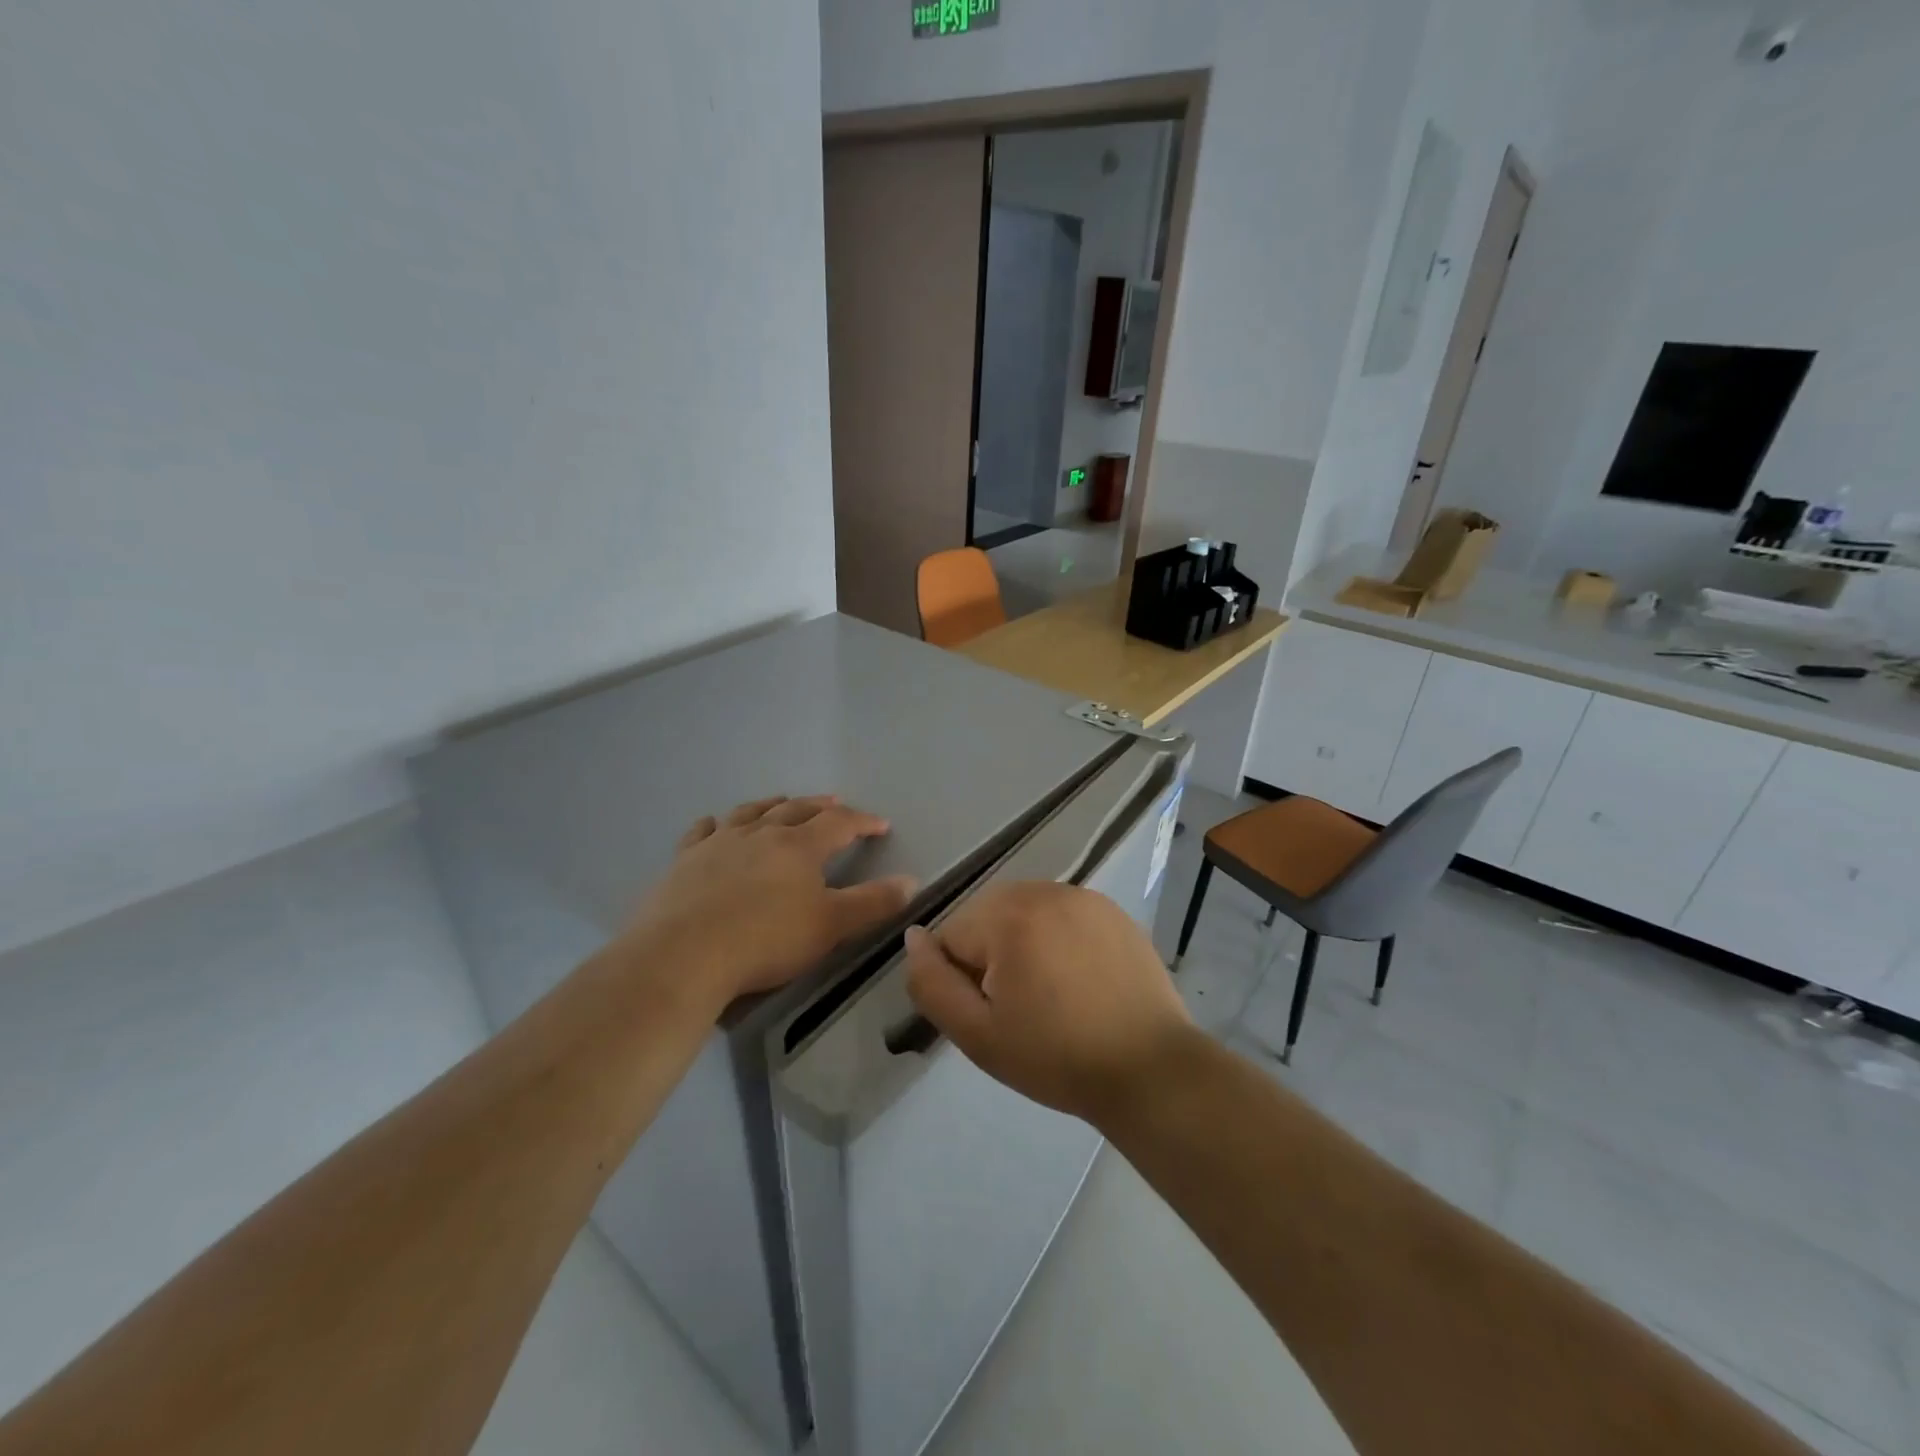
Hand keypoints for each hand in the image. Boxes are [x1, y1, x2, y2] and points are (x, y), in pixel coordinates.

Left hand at [624, 796, 916, 1011]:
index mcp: (799, 846)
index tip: (881, 824)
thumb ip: (873, 903)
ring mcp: (718, 843)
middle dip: (820, 807)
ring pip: (750, 813)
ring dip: (771, 805)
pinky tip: (714, 824)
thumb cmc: (765, 940)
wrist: (683, 955)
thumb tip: (912, 881)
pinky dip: (714, 825)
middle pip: (796, 810)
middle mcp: (760, 834)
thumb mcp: (831, 926)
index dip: (863, 822)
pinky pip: (702, 832)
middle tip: (835, 804)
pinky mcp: (684, 861)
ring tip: (782, 802)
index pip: (839, 824)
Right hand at [903, 881, 1194, 1126]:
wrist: (1149, 1069)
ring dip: (1022, 942)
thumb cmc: (1056, 1058)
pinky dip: (1056, 937)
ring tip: (1050, 992)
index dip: (961, 980)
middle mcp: (1042, 891)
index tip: (994, 1015)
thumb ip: (932, 983)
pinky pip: (1060, 913)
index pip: (950, 936)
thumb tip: (914, 937)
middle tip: (1020, 1007)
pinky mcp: (1110, 909)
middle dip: (989, 955)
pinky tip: (1078, 977)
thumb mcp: (977, 1035)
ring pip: (1023, 912)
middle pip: (986, 916)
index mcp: (1007, 916)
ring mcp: (1082, 896)